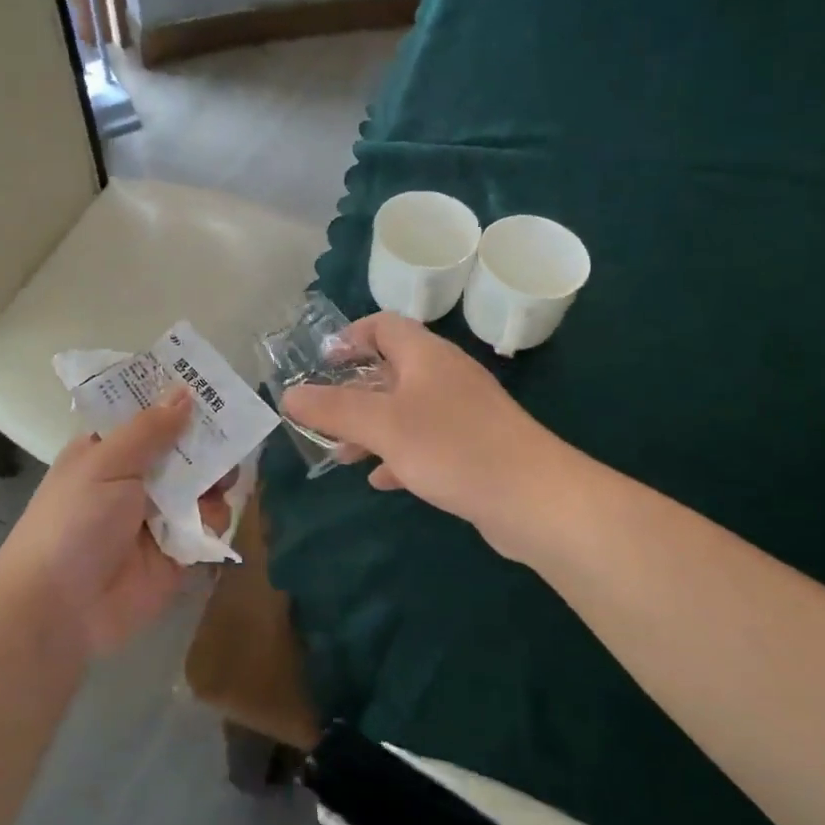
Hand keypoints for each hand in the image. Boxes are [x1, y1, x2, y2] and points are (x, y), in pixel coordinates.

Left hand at [0, 388, 231, 657]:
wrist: (60, 609)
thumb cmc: (73, 522)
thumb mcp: (106, 463)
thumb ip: (150, 429)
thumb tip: (185, 391)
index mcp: (109, 451)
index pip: (146, 415)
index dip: (174, 399)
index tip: (210, 383)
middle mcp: (135, 479)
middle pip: (182, 449)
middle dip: (206, 440)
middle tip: (234, 428)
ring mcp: (158, 516)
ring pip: (201, 486)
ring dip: (214, 480)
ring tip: (222, 480)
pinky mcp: (177, 552)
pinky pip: (207, 526)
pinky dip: (213, 521)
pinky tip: (210, 519)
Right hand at [281, 312, 549, 525]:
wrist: (536, 500)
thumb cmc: (453, 447)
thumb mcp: (383, 425)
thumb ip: (334, 409)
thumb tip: (288, 396)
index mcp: (426, 356)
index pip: (384, 325)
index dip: (350, 337)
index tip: (321, 363)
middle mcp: (445, 377)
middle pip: (391, 370)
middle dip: (353, 393)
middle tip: (322, 417)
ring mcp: (463, 414)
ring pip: (406, 410)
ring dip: (372, 428)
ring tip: (343, 455)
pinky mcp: (474, 449)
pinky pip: (426, 443)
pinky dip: (399, 455)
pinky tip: (383, 480)